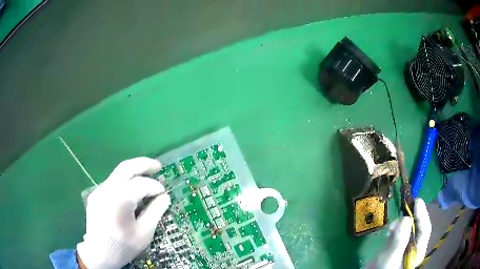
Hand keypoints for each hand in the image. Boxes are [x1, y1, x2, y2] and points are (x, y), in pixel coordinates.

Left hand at [77, 157, 170, 268]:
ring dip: (134, 173)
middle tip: (158, 166)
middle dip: (144, 164)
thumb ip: (155, 212)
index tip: (164, 193)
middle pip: (126, 167)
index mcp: (119, 200)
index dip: (155, 187)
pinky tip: (131, 192)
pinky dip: (125, 182)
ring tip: (147, 177)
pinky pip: (112, 183)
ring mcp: (98, 191)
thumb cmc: (123, 247)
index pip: (141, 184)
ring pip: (118, 173)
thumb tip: (164, 197)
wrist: (99, 254)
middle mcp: (106, 190)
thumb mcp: (144, 233)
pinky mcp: (95, 195)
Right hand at [366, 198, 431, 268]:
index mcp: (418, 251)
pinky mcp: (397, 245)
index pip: (425, 230)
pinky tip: (388, 232)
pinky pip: (399, 231)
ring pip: (408, 228)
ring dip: (401, 223)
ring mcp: (406, 245)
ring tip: (390, 228)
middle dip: (411, 217)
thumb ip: (399, 241)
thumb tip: (406, 219)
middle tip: (406, 206)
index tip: (417, 201)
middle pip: (417, 227)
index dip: (422, 215)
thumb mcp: (391, 258)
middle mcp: (414, 246)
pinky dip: (395, 228)